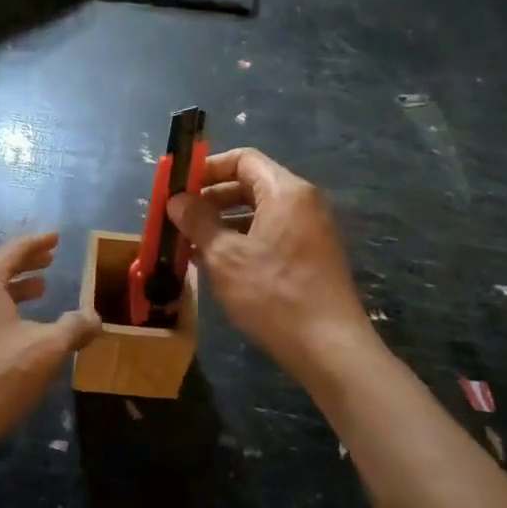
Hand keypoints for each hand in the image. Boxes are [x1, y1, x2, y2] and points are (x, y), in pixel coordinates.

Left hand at [0, 232, 101, 460]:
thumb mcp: (46, 349)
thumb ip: (73, 327)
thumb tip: (95, 317)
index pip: (14, 250)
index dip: (38, 243)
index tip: (56, 237)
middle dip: (25, 264)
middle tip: (50, 260)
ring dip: (12, 288)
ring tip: (39, 291)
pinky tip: (14, 325)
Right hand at [168, 148, 378, 384]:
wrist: (329, 348)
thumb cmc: (273, 294)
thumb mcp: (225, 256)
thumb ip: (198, 221)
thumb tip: (177, 200)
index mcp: (286, 191)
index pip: (243, 159)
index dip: (207, 168)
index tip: (178, 187)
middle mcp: (303, 202)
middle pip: (250, 184)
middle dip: (211, 197)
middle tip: (178, 217)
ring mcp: (311, 230)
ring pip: (258, 211)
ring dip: (223, 221)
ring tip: (190, 242)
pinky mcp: (311, 255)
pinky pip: (270, 233)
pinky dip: (242, 239)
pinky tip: (217, 263)